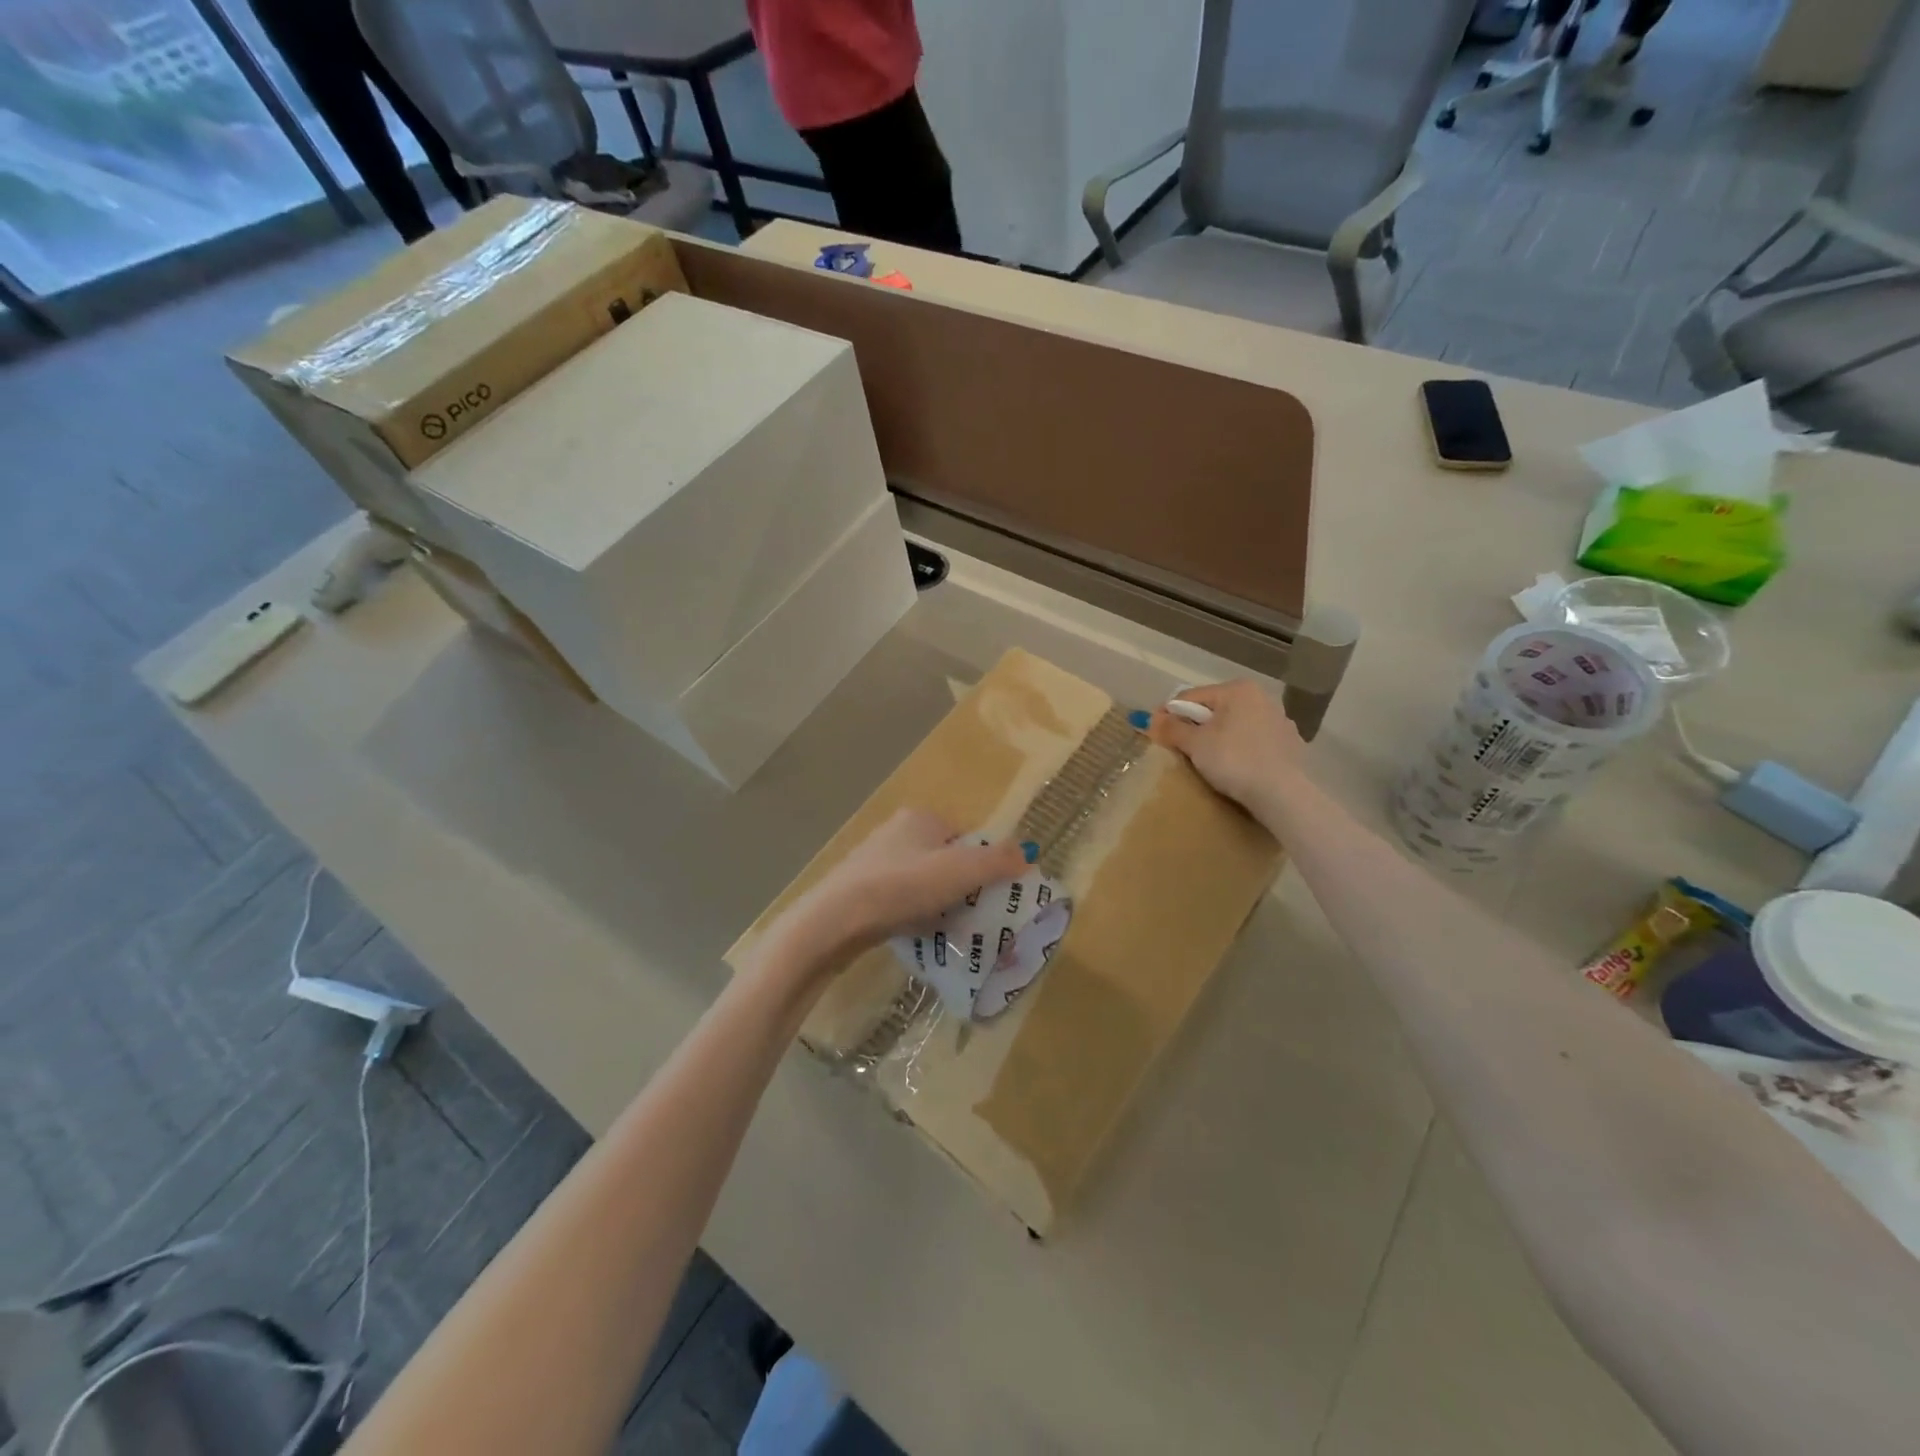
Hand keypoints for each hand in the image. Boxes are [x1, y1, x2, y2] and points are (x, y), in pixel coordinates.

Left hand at [771, 810, 1028, 970]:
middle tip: (974, 917)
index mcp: (920, 818)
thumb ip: (998, 861)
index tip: (991, 896)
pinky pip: (898, 901)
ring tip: (949, 931)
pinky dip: (913, 915)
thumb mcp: (961, 871)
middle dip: (960, 888)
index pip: (965, 837)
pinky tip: (918, 936)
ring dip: (937, 904)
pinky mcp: (857, 890)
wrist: (835, 920)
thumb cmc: (903, 886)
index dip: (983, 866)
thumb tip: (1029, 853)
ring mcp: (873, 861)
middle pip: (944, 861)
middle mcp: (895, 832)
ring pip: (921, 883)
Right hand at [1150, 680, 1306, 817]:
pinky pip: (1254, 742)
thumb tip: (1150, 719)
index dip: (1170, 714)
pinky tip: (1236, 769)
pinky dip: (1241, 750)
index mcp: (1238, 690)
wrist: (1283, 794)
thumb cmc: (1234, 760)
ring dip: (1219, 738)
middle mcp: (1262, 698)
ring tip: (1207, 762)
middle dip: (1196, 726)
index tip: (1155, 733)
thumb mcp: (1195, 744)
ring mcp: (1280, 721)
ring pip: (1236, 726)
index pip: (1191, 697)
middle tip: (1180, 749)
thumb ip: (1172, 728)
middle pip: (1215, 710)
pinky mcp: (1290, 745)